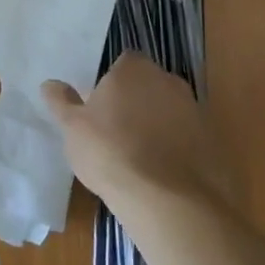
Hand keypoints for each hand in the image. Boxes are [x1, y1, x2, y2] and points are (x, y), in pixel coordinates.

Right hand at [41, 53, 236, 212]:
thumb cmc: (111, 153)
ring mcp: (195, 110)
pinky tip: (162, 175)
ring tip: (139, 158)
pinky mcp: (213, 141)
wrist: (169, 201)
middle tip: (116, 132)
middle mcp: (168, 80)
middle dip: (135, 102)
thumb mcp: (73, 129)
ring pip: (169, 111)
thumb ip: (62, 103)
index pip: (122, 63)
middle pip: (148, 85)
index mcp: (133, 69)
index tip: (100, 108)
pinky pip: (188, 138)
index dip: (111, 84)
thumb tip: (50, 84)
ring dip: (157, 125)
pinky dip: (177, 149)